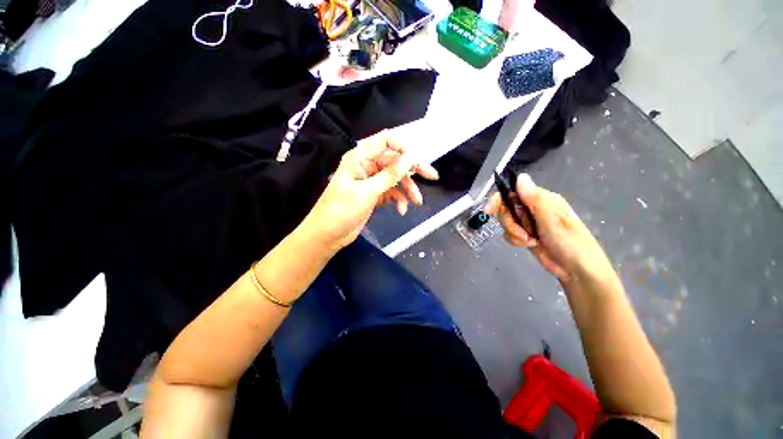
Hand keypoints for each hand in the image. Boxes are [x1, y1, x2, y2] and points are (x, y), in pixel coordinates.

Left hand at [301, 130, 437, 250]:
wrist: (327, 235)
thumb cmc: (341, 210)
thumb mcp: (368, 192)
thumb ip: (390, 174)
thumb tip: (411, 156)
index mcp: (360, 157)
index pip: (386, 141)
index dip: (403, 147)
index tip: (417, 160)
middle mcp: (367, 165)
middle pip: (395, 161)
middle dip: (413, 170)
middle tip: (432, 176)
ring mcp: (371, 181)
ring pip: (395, 179)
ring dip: (407, 189)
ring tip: (417, 202)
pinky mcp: (374, 195)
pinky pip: (391, 192)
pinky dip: (398, 200)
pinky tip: (401, 211)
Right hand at [484, 173, 611, 282]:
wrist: (576, 269)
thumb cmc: (570, 242)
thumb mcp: (552, 219)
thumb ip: (535, 199)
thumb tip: (520, 177)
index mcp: (540, 199)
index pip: (512, 192)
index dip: (498, 200)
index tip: (488, 211)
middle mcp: (532, 208)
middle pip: (505, 208)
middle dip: (509, 222)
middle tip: (522, 233)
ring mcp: (527, 222)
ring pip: (505, 222)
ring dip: (514, 233)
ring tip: (530, 241)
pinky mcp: (524, 234)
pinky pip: (508, 233)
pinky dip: (515, 240)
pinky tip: (529, 244)